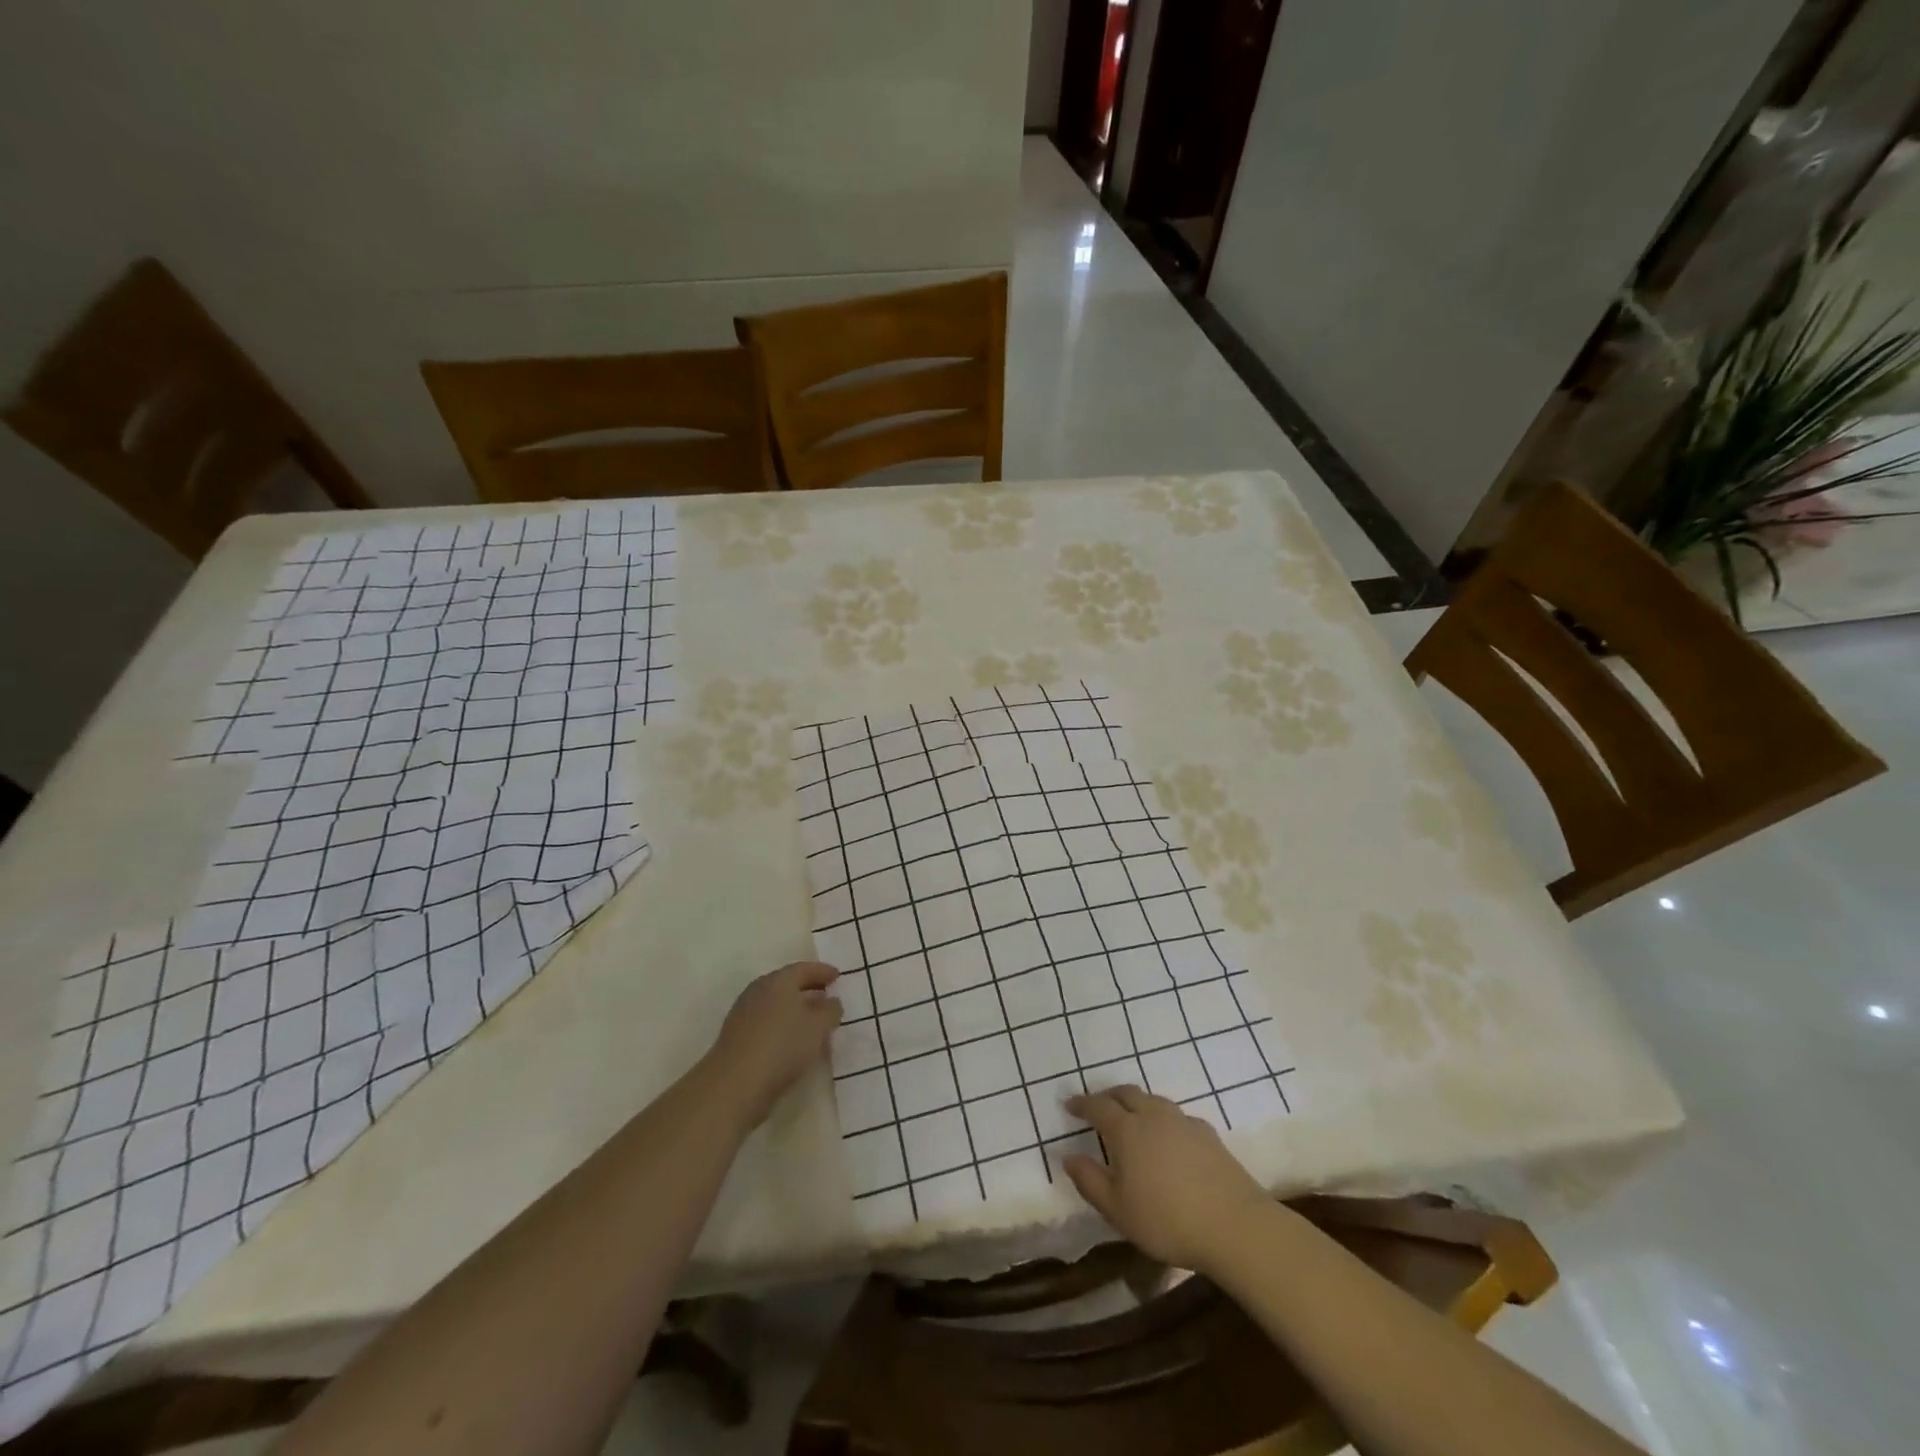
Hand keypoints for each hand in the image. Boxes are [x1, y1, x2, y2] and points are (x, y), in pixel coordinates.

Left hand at [704, 961, 842, 1127]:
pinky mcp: (736, 1039)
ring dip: (796, 1010)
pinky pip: (767, 1024)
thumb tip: (832, 1002)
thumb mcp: (818, 1026)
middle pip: (787, 985)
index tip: (837, 975)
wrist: (734, 1085)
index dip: (822, 971)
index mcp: (778, 981)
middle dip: (809, 989)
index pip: (803, 969)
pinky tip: (794, 1043)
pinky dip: (783, 1027)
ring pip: (776, 1006)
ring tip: (815, 1022)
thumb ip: (830, 1010)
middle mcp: (758, 991)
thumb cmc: (782, 1046)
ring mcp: (744, 1015)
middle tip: (827, 995)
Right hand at [1064, 1086, 1273, 1272]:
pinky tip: (1167, 1139)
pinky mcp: (1207, 1133)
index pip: (1097, 1106)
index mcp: (1126, 1129)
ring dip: (1136, 1103)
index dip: (1081, 1104)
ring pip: (1153, 1100)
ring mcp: (1183, 1121)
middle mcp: (1153, 1115)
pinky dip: (1162, 1119)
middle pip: (1126, 1093)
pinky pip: (1176, 1116)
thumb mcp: (1118, 1210)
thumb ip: (1090, 1181)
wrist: (1234, 1224)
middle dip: (1108, 1096)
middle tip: (1097, 1105)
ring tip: (1132, 1119)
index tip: (1069, 1105)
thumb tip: (1068, 1156)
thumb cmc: (1167, 1220)